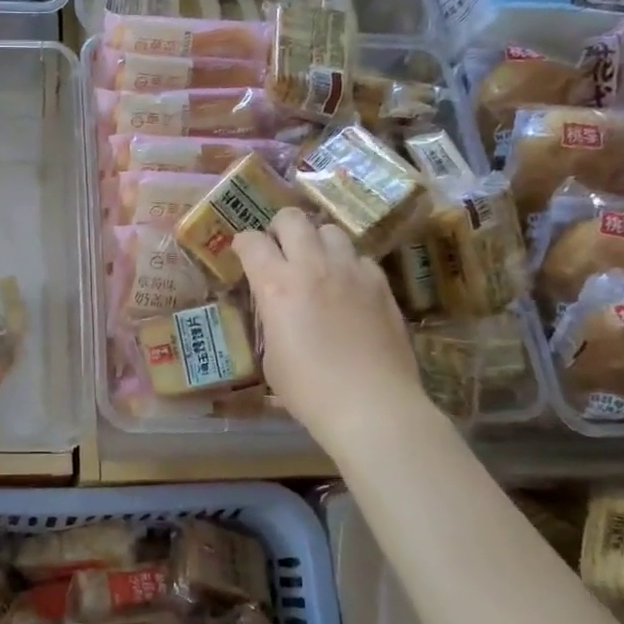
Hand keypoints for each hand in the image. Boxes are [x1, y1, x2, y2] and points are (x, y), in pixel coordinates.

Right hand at [233, 209, 423, 449]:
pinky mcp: (380, 284)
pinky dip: (349, 265)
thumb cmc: (309, 390)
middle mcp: (312, 266)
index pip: (251, 241)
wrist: (371, 405)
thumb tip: (278, 312)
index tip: (244, 254)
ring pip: (330, 230)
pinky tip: (349, 287)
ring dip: (317, 242)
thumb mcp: (271, 357)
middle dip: (280, 228)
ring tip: (317, 263)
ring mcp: (350, 271)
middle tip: (280, 249)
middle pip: (292, 219)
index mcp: (276, 284)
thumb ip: (272, 320)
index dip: (243, 244)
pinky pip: (361, 257)